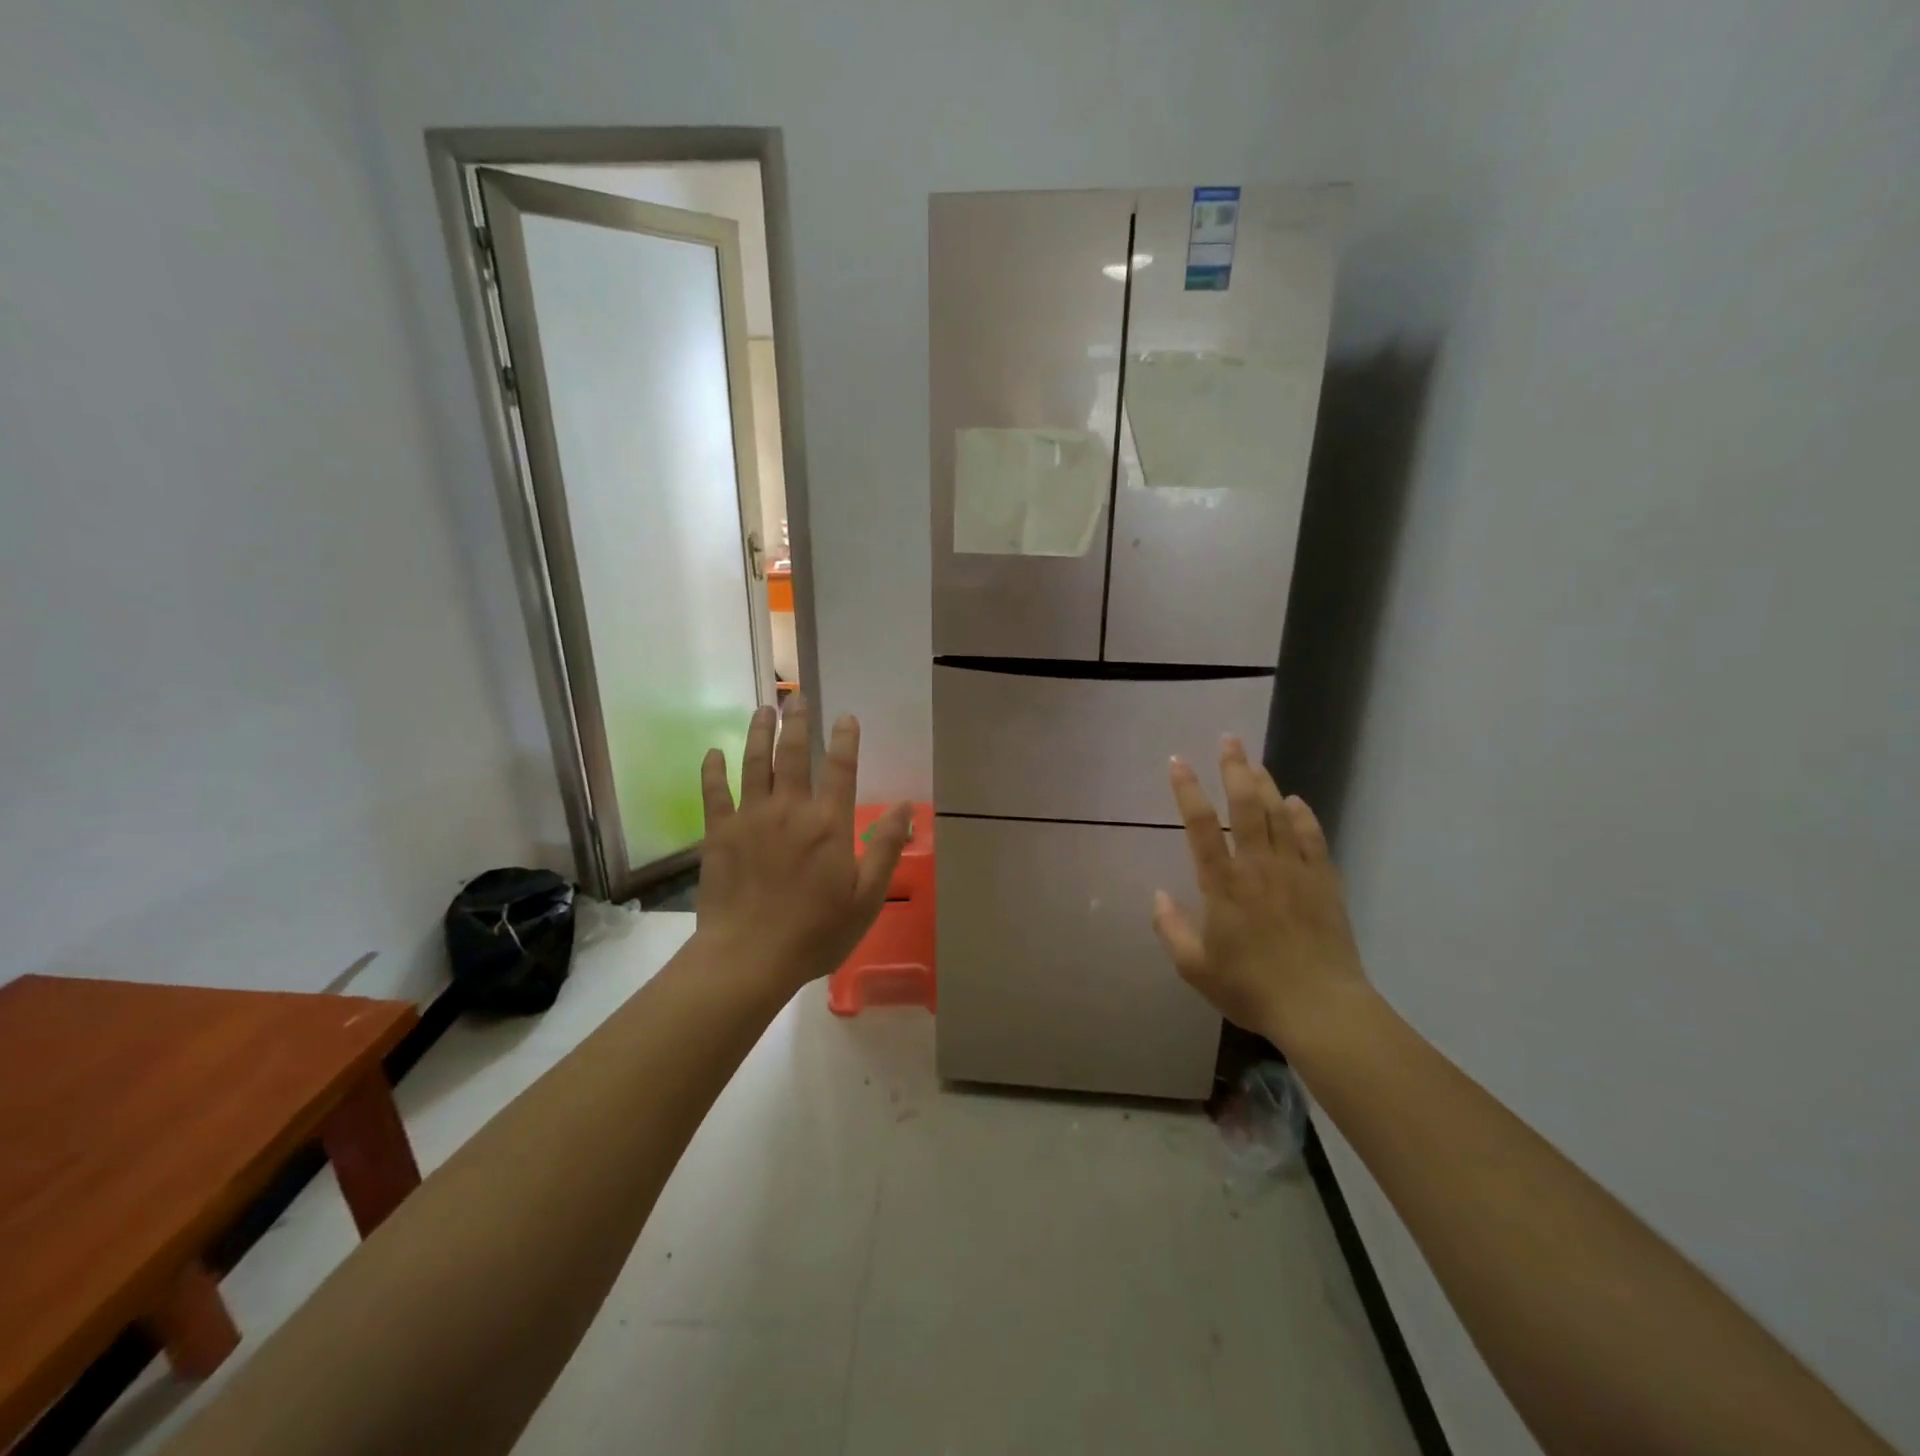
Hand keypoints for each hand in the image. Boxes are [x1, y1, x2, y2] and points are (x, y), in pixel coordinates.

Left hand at [695, 695, 912, 994]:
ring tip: (763, 709)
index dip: (846, 739)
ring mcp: (750, 818)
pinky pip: (714, 792)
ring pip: (754, 763)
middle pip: (793, 754)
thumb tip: (906, 806)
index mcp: (829, 824)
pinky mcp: (719, 833)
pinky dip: (713, 769)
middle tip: (796, 698)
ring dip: (759, 733)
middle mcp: (790, 809)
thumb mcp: (867, 898)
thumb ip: (886, 848)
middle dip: (798, 722)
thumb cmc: (815, 932)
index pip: (841, 769)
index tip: (846, 716)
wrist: (749, 958)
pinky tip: (713, 751)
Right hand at [1151, 736, 1368, 1049]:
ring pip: (1279, 814)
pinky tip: (1296, 801)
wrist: (1320, 1008)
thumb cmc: (1251, 988)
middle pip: (1246, 806)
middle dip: (1235, 769)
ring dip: (1265, 783)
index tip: (1178, 762)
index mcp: (1223, 885)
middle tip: (1229, 739)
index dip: (1187, 791)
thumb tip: (1157, 896)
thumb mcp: (1196, 968)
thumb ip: (1171, 929)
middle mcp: (1258, 867)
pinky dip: (1303, 816)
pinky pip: (1313, 838)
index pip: (1201, 827)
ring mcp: (1295, 871)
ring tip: (1254, 760)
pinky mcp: (1324, 882)